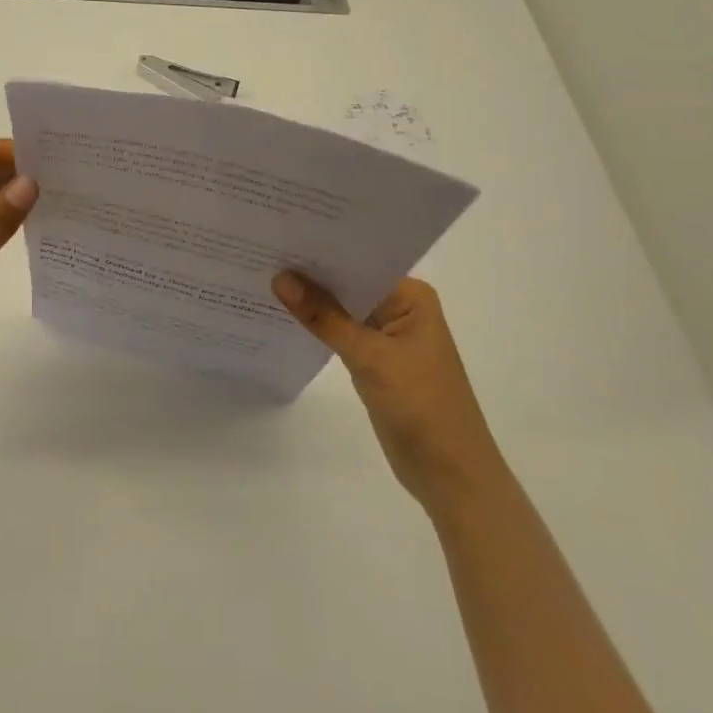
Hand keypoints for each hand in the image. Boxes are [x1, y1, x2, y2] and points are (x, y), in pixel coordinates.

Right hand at [273, 273, 504, 513]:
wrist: (450, 475)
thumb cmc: (422, 406)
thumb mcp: (369, 357)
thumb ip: (323, 317)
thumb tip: (280, 278)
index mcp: (410, 296)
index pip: (358, 262)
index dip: (320, 250)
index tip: (279, 237)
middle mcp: (400, 307)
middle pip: (347, 283)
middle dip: (310, 274)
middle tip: (262, 251)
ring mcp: (387, 335)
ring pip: (341, 309)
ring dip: (311, 301)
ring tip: (263, 276)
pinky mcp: (375, 360)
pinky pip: (340, 333)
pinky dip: (317, 327)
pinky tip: (283, 315)